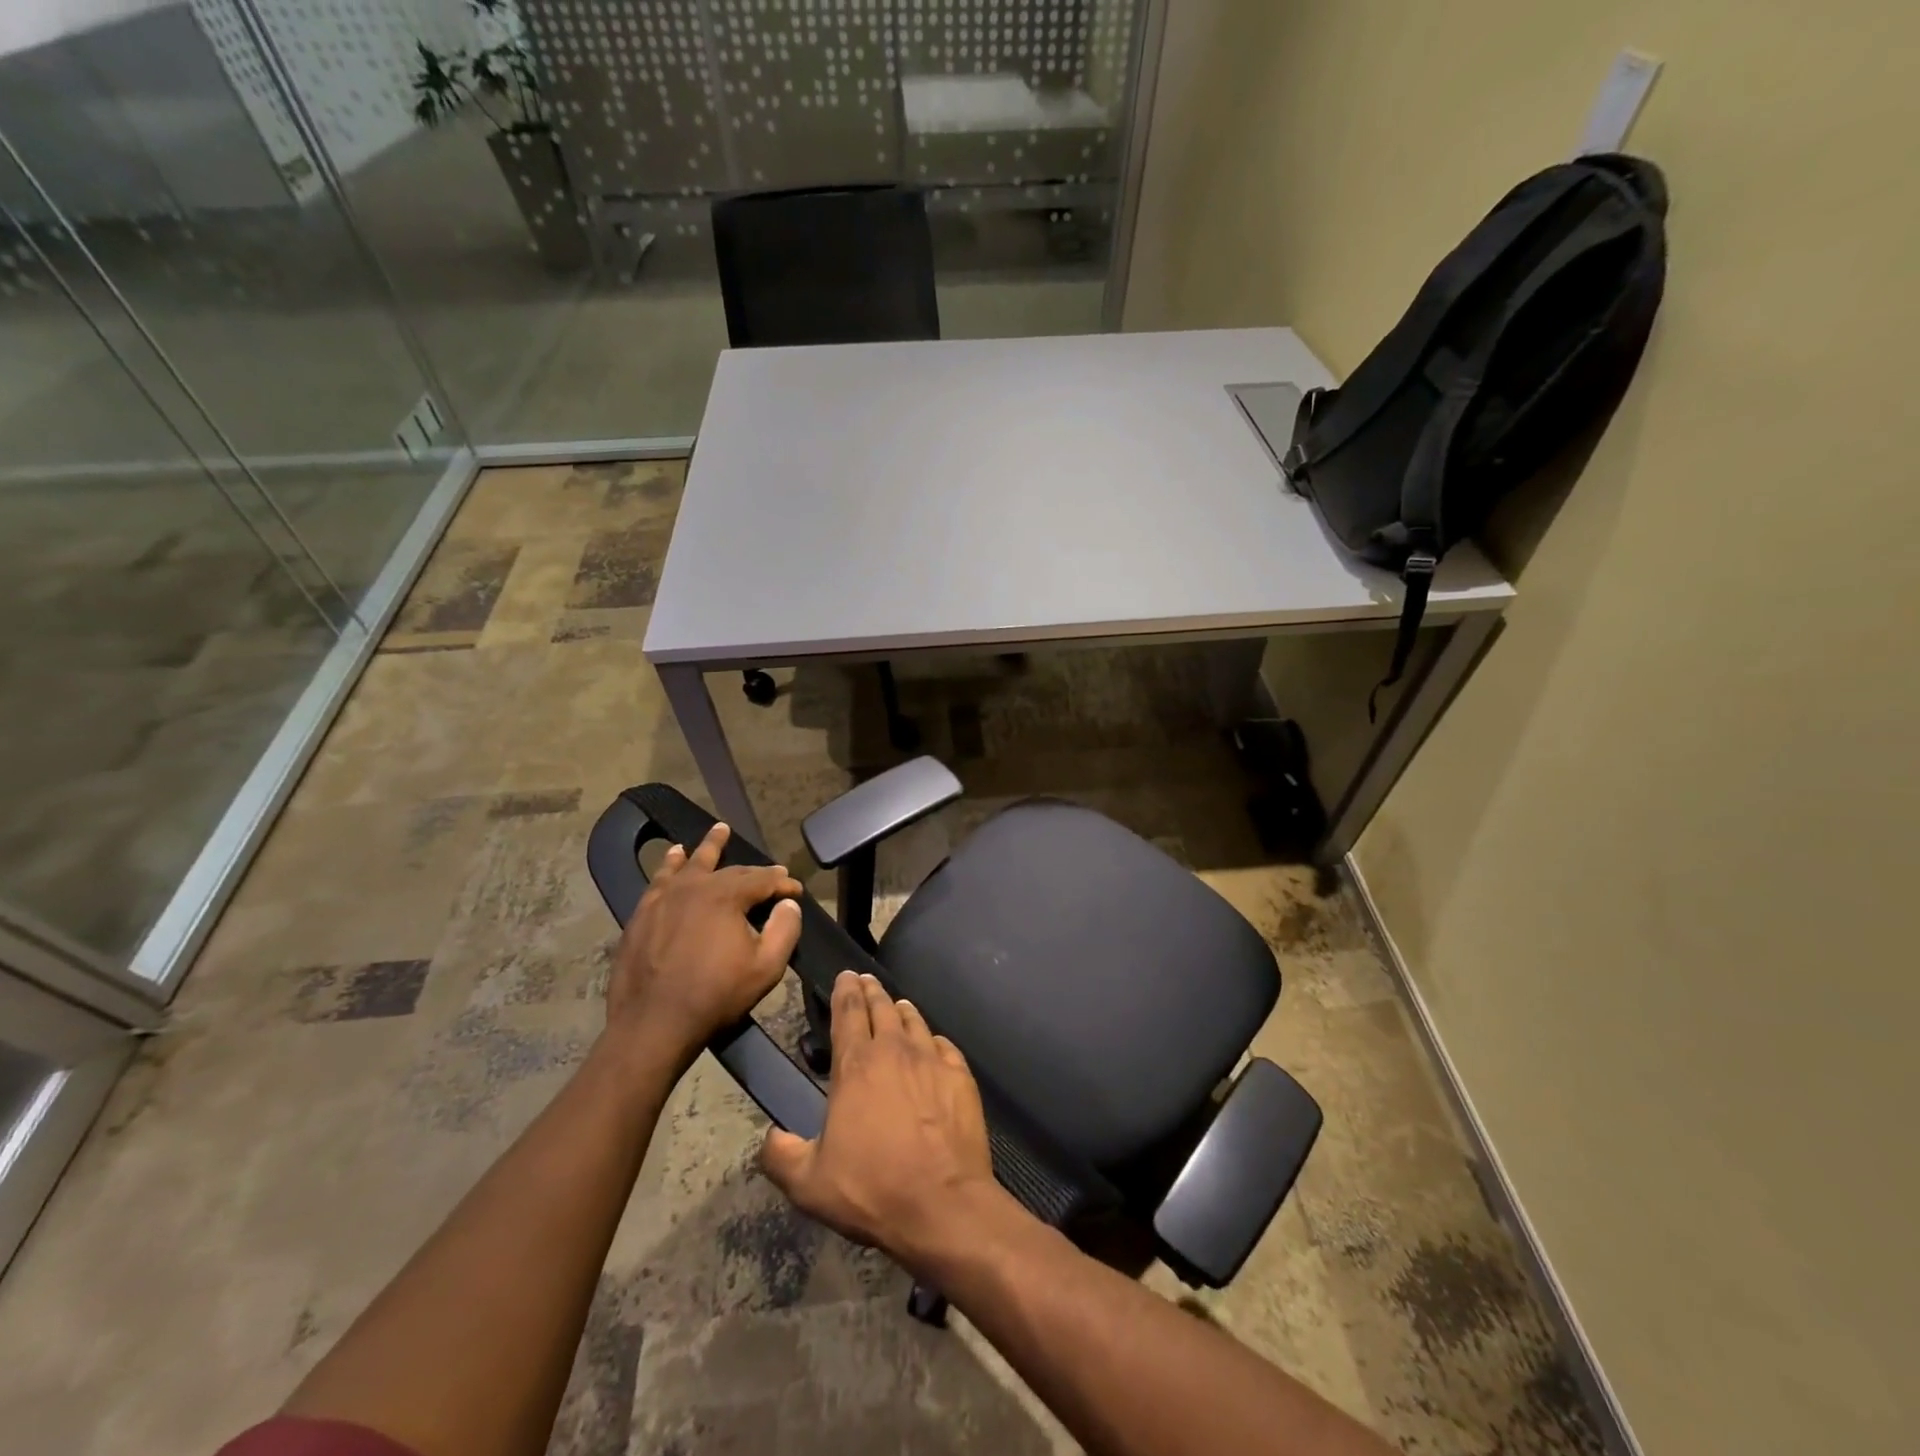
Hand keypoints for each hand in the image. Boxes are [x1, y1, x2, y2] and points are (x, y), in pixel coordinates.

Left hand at [606, 822, 802, 1070]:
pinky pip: (660, 880)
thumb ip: (784, 930)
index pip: (763, 880)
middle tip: (771, 872)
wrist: (653, 1023)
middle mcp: (695, 887)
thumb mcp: (766, 968)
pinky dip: (670, 865)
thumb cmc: (715, 996)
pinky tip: (673, 857)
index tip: (796, 891)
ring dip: (708, 847)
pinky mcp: (643, 914)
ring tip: (718, 830)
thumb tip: (788, 904)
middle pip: (730, 870)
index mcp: (726, 896)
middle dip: (755, 871)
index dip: (783, 884)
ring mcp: (664, 898)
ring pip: (691, 864)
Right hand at [760, 971, 1004, 1275]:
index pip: (848, 1013)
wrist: (942, 1203)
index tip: (845, 976)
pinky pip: (945, 1046)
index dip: (845, 991)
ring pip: (914, 1021)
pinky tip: (933, 1044)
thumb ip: (781, 1156)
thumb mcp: (809, 1184)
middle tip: (866, 981)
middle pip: (882, 1008)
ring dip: (902, 1010)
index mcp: (856, 1066)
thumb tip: (769, 1137)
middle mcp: (895, 1051)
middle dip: (871, 991)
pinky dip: (933, 1039)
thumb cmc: (872, 1189)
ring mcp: (932, 1060)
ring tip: (897, 1005)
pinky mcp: (961, 1076)